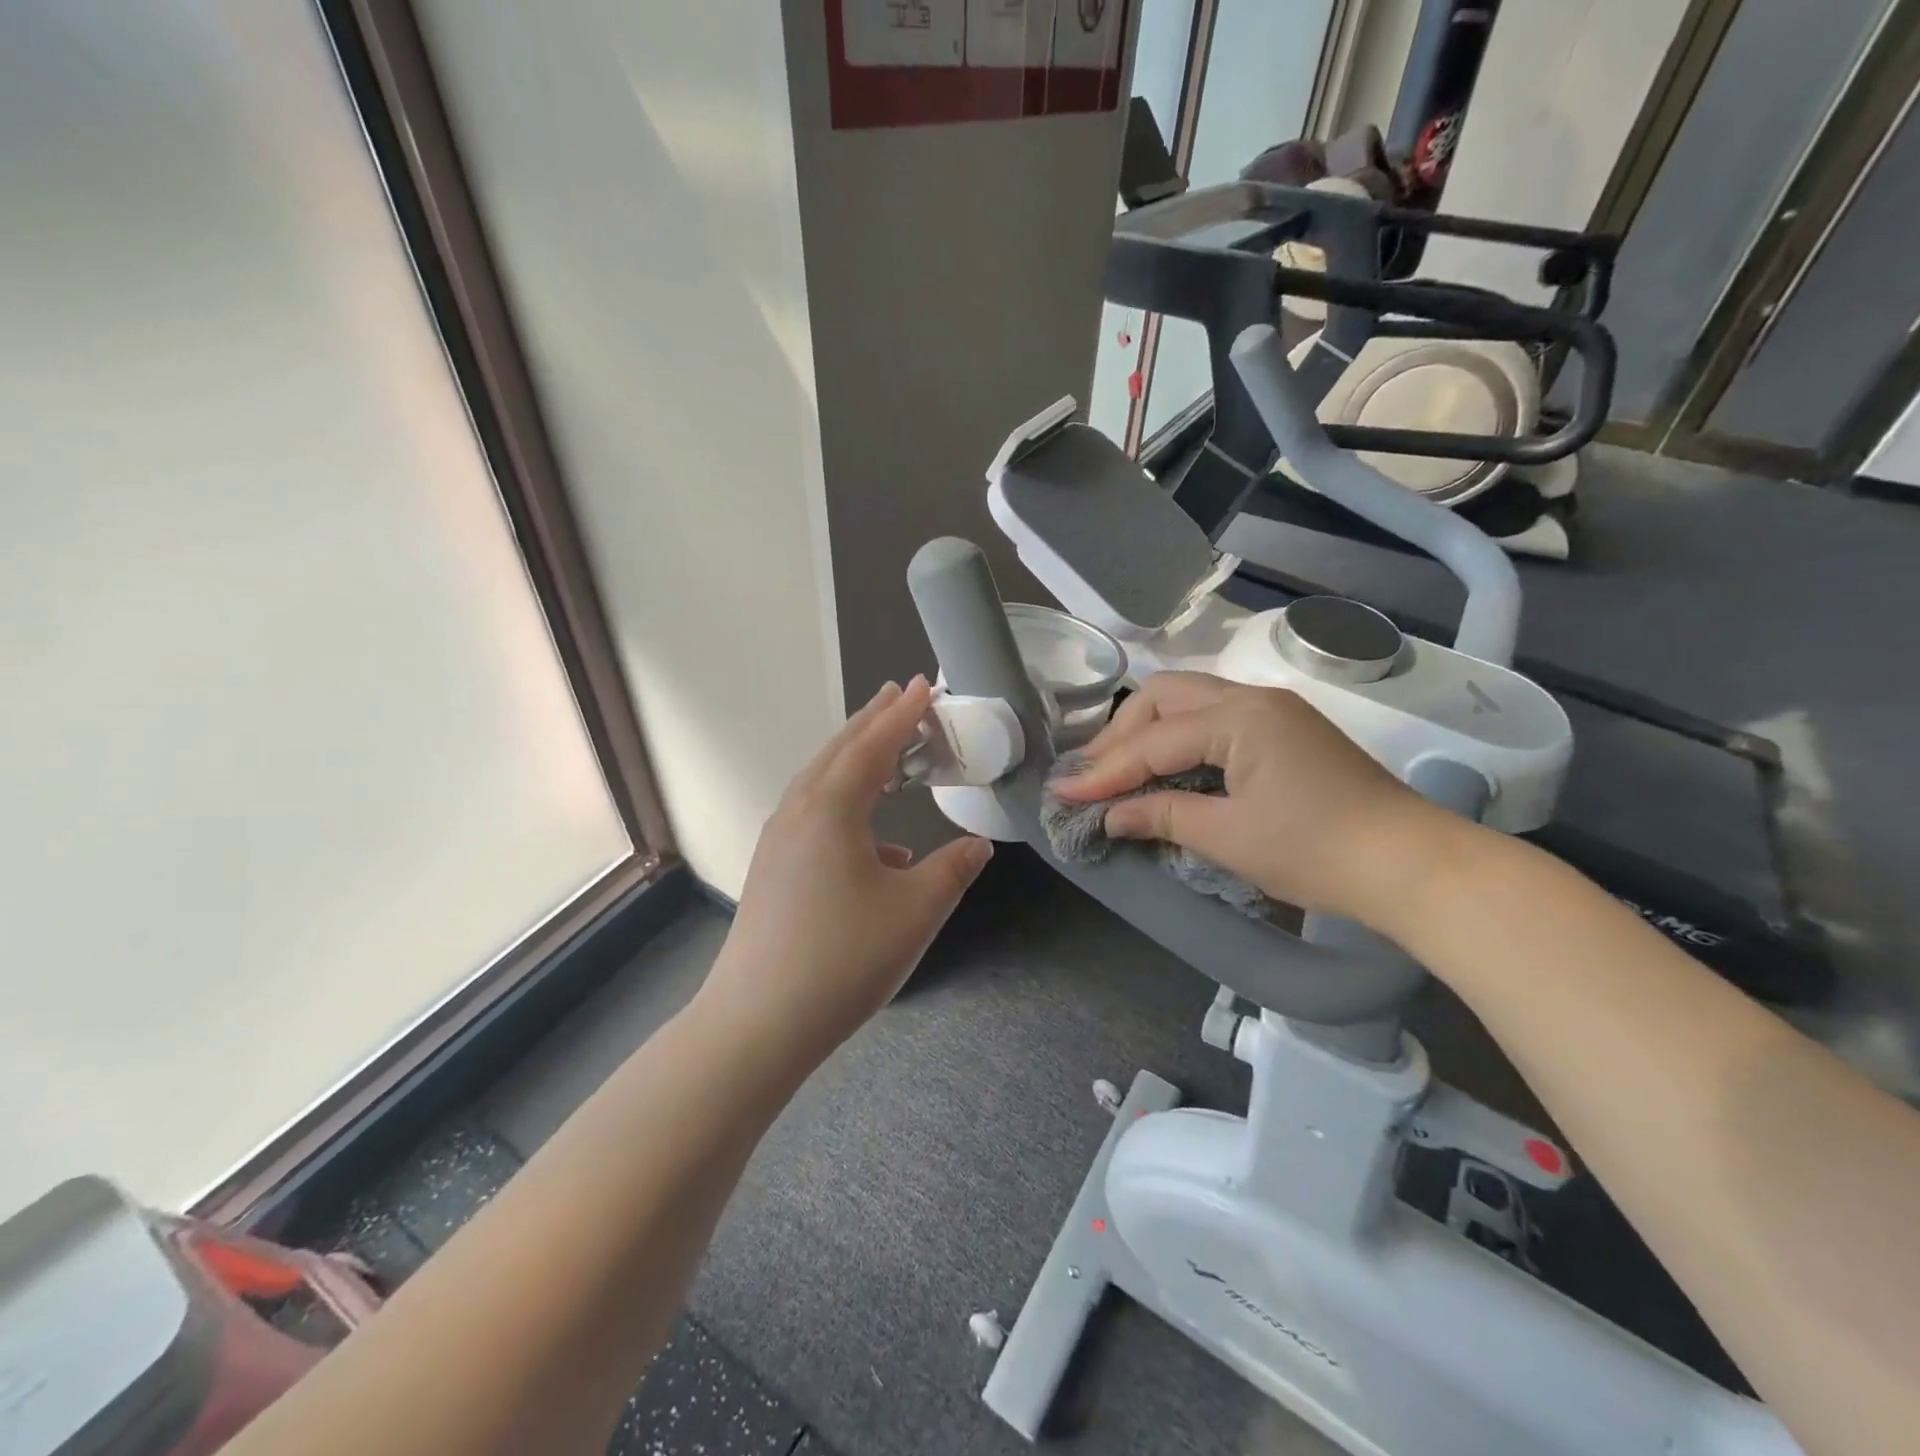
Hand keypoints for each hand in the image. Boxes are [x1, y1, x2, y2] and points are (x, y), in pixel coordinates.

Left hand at [700, 677, 993, 1071]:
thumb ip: (953, 870)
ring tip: (886, 751)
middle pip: (840, 751)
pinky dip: (846, 806)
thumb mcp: (916, 910)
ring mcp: (778, 840)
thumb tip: (977, 846)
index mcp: (832, 807)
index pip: (874, 744)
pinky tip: (877, 846)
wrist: (758, 1021)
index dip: (903, 713)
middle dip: (873, 721)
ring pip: (821, 781)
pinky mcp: (772, 868)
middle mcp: (799, 811)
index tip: (924, 685)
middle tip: (900, 694)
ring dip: (856, 759)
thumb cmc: (844, 957)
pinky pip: (812, 814)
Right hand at [1052, 672, 1459, 927]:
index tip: (1063, 792)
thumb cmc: (1316, 851)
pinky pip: (1215, 718)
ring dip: (1149, 731)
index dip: (1105, 770)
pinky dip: (1180, 738)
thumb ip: (1162, 816)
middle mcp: (1253, 698)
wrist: (1411, 866)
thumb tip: (1110, 815)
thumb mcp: (1228, 837)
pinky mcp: (1286, 730)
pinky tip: (1165, 766)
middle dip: (1122, 734)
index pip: (1154, 740)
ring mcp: (1274, 710)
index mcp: (1240, 717)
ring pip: (1190, 701)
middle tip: (1091, 774)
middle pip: (1166, 697)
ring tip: (1118, 769)